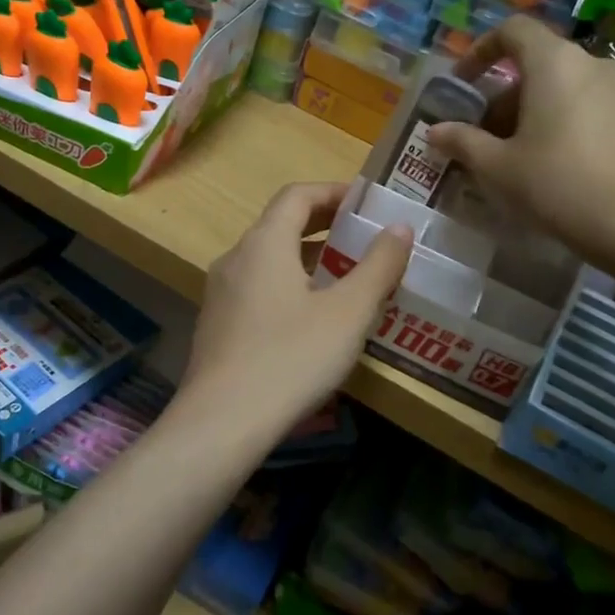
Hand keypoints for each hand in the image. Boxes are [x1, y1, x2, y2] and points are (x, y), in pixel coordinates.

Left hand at [182, 182, 411, 434]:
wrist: (221, 423)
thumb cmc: (291, 358)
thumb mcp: (348, 313)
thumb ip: (378, 266)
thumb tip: (399, 227)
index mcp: (264, 243)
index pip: (297, 195)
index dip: (333, 191)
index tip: (366, 202)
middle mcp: (235, 258)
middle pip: (280, 224)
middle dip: (323, 223)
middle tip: (362, 235)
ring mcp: (220, 292)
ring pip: (267, 258)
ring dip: (306, 256)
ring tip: (344, 275)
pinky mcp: (216, 324)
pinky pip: (256, 287)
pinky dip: (287, 284)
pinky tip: (310, 317)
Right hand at [426, 16, 614, 269]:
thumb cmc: (557, 184)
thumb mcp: (497, 166)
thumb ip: (462, 141)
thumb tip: (435, 131)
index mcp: (554, 62)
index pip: (513, 30)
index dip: (480, 50)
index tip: (462, 84)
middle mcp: (590, 63)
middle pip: (535, 63)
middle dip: (500, 95)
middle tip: (479, 134)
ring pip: (560, 86)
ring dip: (527, 111)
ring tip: (508, 155)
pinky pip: (583, 104)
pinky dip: (557, 120)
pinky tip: (545, 162)